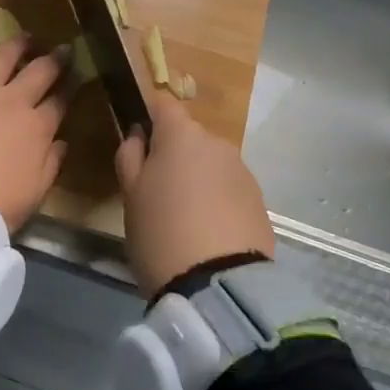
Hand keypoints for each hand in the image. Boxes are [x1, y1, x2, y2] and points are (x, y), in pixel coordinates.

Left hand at [0, 26, 69, 230]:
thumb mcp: (35, 193)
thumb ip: (51, 164)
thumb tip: (61, 142)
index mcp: (37, 127)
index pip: (60, 102)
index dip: (70, 89)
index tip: (77, 78)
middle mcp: (11, 100)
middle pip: (39, 72)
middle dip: (54, 60)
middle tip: (63, 49)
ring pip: (1, 58)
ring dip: (16, 45)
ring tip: (26, 37)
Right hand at [115, 96, 274, 298]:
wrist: (218, 284)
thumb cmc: (160, 232)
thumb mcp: (130, 194)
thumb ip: (130, 156)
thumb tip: (138, 135)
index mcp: (183, 135)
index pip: (163, 105)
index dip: (148, 117)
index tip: (137, 142)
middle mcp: (218, 144)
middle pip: (190, 138)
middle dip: (174, 155)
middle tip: (155, 191)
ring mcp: (244, 172)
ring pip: (211, 165)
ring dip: (197, 179)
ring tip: (182, 218)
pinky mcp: (260, 202)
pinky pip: (229, 191)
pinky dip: (216, 201)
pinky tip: (206, 233)